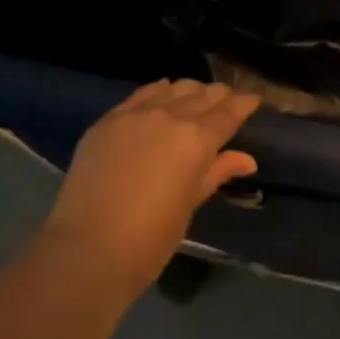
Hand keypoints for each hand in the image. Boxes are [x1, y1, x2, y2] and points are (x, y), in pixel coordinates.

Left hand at [41, 79, 259, 298]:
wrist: (85, 251)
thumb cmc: (148, 241)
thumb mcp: (189, 206)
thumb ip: (216, 173)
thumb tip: (246, 159)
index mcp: (196, 139)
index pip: (229, 111)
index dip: (244, 103)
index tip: (254, 100)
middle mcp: (170, 115)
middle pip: (203, 93)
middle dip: (219, 97)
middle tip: (226, 105)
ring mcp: (136, 113)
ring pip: (173, 87)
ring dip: (189, 92)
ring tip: (193, 102)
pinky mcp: (108, 119)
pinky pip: (141, 94)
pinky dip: (158, 93)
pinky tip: (160, 98)